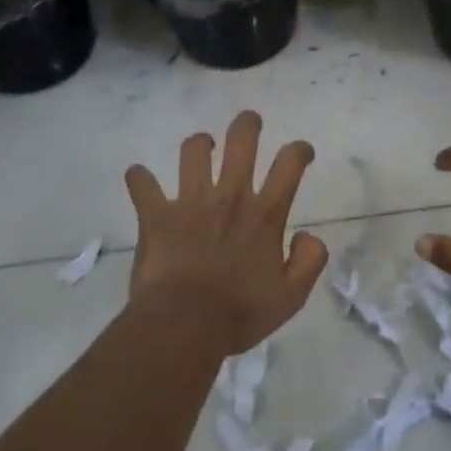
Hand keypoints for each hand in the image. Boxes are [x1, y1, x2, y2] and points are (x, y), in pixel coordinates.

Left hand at [124, 111, 328, 356]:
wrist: (184, 326)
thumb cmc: (241, 313)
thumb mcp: (292, 296)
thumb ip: (310, 261)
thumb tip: (308, 236)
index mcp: (264, 215)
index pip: (289, 164)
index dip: (299, 150)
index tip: (301, 152)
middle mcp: (230, 197)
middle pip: (241, 142)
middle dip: (247, 124)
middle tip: (250, 123)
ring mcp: (190, 202)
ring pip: (193, 151)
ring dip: (199, 144)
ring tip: (202, 148)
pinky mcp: (156, 215)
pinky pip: (142, 184)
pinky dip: (140, 178)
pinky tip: (140, 178)